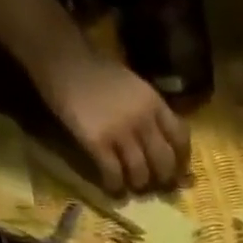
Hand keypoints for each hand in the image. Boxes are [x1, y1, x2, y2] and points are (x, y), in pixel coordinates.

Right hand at [36, 47, 187, 195]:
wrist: (61, 56)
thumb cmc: (97, 72)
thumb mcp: (134, 86)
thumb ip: (151, 112)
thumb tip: (164, 144)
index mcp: (154, 103)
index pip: (181, 139)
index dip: (181, 160)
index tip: (176, 170)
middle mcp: (143, 119)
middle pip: (164, 163)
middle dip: (162, 179)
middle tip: (153, 183)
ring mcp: (120, 131)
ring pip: (141, 174)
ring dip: (138, 184)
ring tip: (131, 184)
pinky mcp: (98, 142)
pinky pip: (114, 175)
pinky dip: (115, 186)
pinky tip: (112, 186)